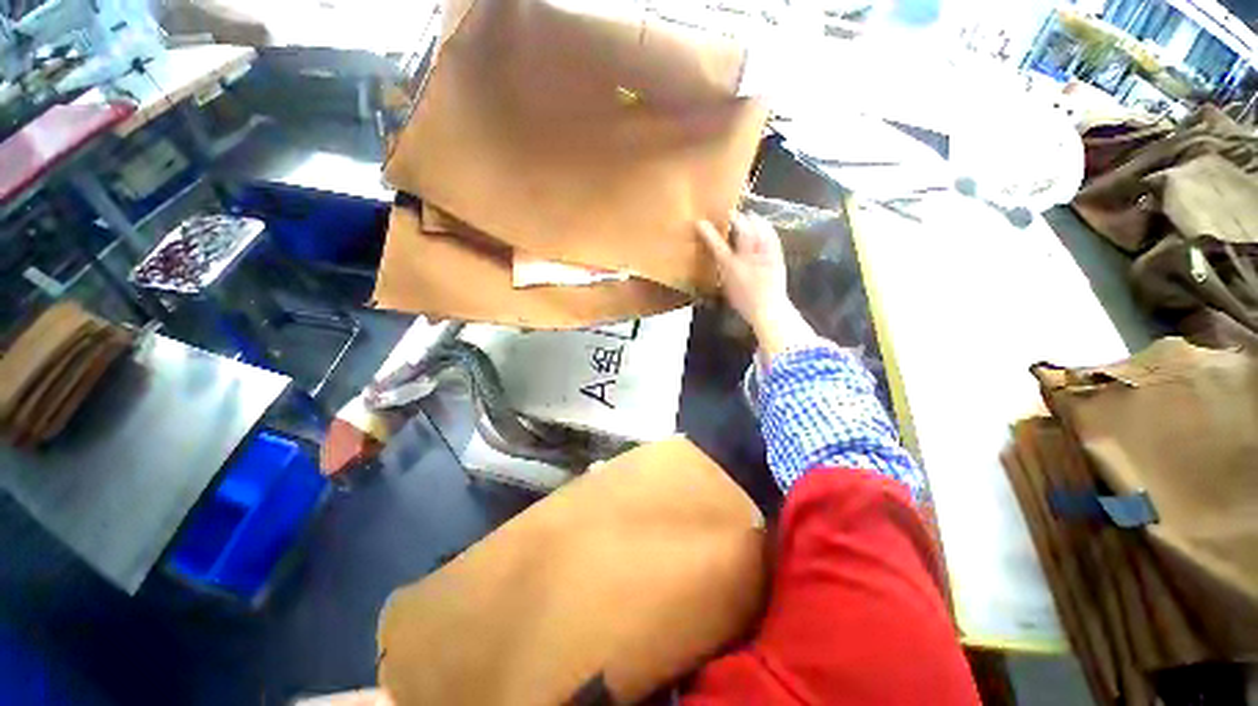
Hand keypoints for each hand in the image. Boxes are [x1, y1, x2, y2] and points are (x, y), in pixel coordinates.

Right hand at [697, 212, 789, 330]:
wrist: (769, 309)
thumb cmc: (743, 301)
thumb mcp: (726, 286)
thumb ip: (721, 268)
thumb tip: (718, 255)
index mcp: (731, 267)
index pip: (717, 245)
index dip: (708, 232)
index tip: (700, 222)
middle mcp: (748, 257)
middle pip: (742, 229)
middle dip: (735, 218)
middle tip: (730, 215)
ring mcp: (764, 255)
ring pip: (759, 228)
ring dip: (751, 219)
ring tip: (747, 216)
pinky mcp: (777, 255)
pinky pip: (771, 235)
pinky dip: (765, 227)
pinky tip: (762, 225)